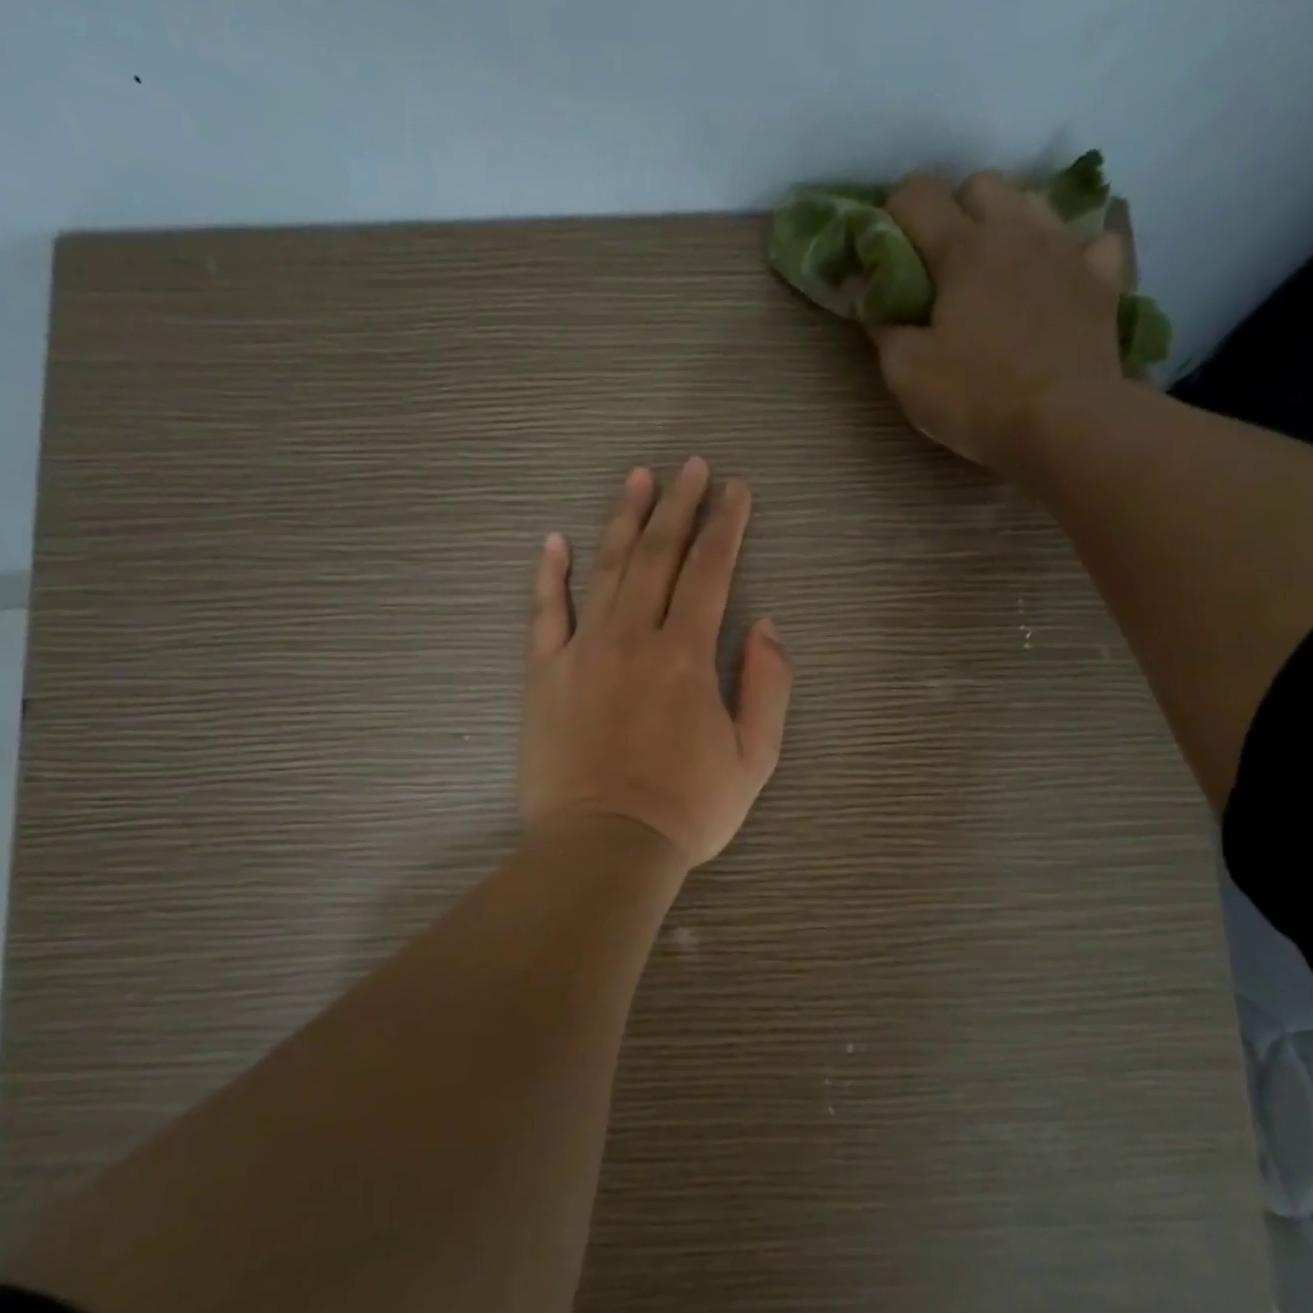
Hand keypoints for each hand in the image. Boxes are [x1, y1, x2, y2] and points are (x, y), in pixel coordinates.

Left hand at [519, 458, 793, 869]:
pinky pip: (545, 612)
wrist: (604, 846)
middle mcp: (634, 638)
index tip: (736, 490)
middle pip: (658, 554)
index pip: (710, 570)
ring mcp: (583, 651)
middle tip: (691, 466)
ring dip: (624, 519)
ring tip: (638, 478)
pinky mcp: (545, 674)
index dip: (726, 525)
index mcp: (686, 655)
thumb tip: (767, 625)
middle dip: (679, 505)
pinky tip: (554, 540)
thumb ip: (767, 685)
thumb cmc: (686, 809)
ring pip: (605, 569)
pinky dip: (550, 574)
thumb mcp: (755, 758)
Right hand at [870, 171, 1133, 475]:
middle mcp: (1017, 229)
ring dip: (1008, 224)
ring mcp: (1067, 249)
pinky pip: (1091, 241)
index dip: (892, 215)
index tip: (883, 254)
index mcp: (963, 247)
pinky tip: (1058, 279)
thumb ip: (880, 321)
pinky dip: (1071, 252)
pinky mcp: (1103, 278)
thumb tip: (859, 284)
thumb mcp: (907, 371)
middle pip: (980, 183)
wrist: (1065, 423)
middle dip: (954, 211)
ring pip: (1033, 201)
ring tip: (996, 270)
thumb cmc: (976, 396)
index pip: (917, 194)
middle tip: (941, 267)